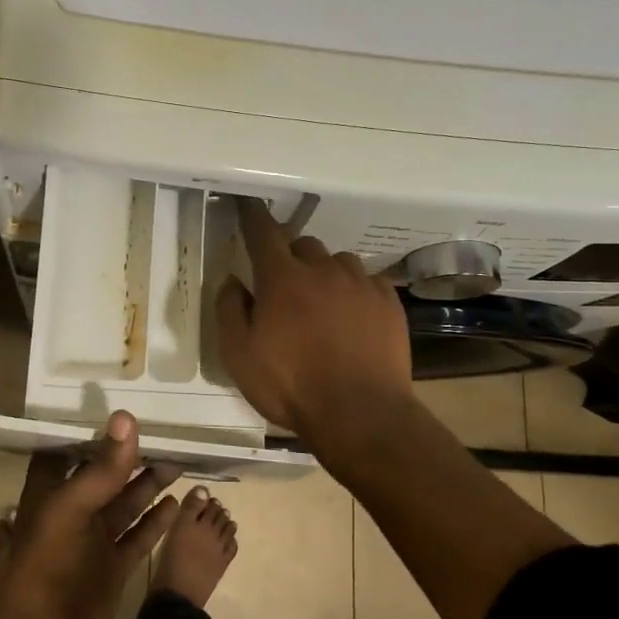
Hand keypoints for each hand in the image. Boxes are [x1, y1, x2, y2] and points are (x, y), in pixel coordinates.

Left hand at [0, 411, 178, 618]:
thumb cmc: (46, 570)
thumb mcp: (71, 511)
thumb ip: (102, 468)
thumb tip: (127, 417)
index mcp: (49, 494)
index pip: (68, 450)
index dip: (90, 431)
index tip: (119, 408)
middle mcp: (71, 513)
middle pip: (103, 476)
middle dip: (128, 456)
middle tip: (164, 432)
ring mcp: (93, 543)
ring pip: (125, 504)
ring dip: (147, 484)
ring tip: (177, 460)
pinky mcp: (112, 568)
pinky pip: (138, 537)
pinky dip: (156, 521)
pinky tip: (176, 502)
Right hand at [215, 198, 416, 452]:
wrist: (360, 414)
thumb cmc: (291, 386)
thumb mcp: (239, 355)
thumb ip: (229, 310)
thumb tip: (232, 280)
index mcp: (282, 279)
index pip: (263, 233)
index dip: (252, 215)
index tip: (248, 204)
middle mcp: (323, 270)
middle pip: (304, 244)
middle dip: (291, 256)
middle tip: (286, 285)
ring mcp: (360, 284)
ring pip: (338, 261)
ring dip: (325, 273)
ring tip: (323, 303)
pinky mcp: (389, 303)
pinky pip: (368, 281)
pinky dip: (356, 291)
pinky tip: (354, 317)